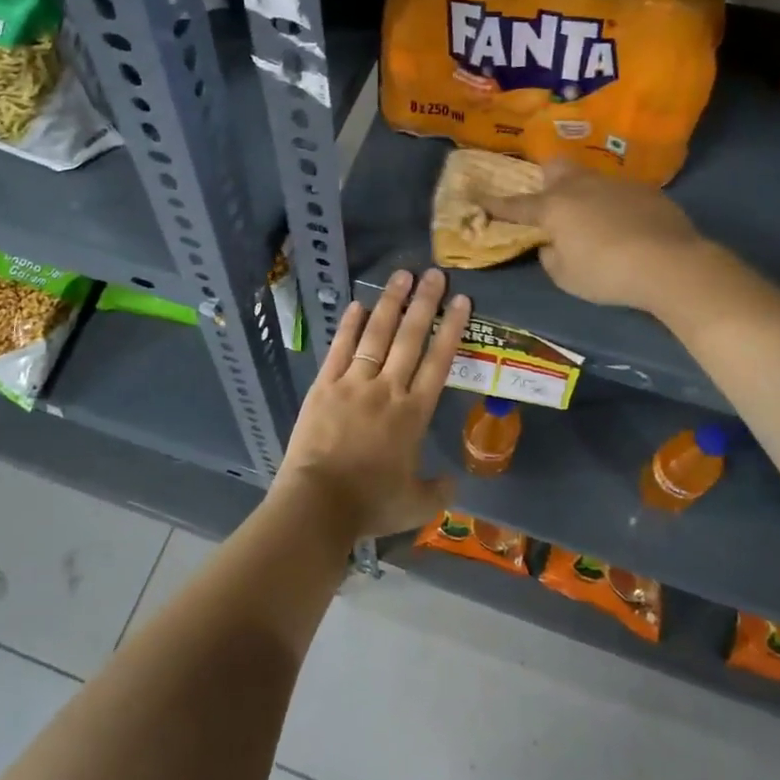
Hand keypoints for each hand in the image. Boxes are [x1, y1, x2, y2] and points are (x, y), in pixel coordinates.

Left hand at [273, 268, 470, 538]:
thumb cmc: (370, 504)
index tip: (461, 300)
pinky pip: (340, 349)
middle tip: (434, 274)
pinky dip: (349, 326)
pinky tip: (358, 305)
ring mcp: (353, 383)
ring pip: (376, 335)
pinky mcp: (324, 386)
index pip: (438, 361)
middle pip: (410, 338)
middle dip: (424, 303)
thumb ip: (438, 490)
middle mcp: (387, 389)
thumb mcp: (416, 505)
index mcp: (413, 413)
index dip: (451, 328)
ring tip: (402, 275)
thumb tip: (453, 481)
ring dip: (390, 304)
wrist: (318, 503)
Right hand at [483, 159, 701, 310]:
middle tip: (550, 201)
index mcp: (554, 207)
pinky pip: (619, 192)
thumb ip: (550, 257)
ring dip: (584, 194)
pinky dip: (614, 206)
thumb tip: (551, 245)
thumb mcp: (566, 277)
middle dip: (546, 179)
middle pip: (556, 168)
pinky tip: (625, 227)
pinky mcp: (646, 191)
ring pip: (590, 178)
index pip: (517, 205)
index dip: (496, 204)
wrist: (670, 263)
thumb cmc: (606, 273)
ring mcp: (616, 184)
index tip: (479, 199)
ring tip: (593, 219)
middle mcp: (581, 187)